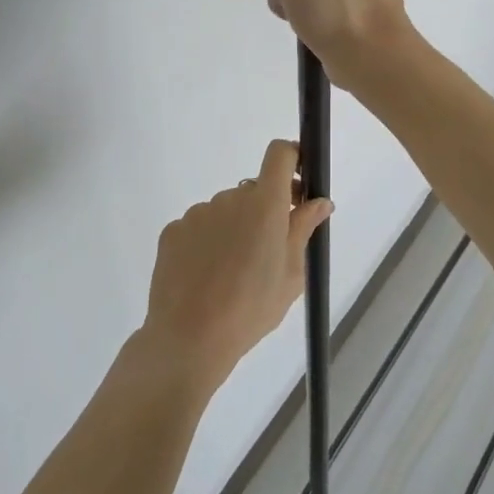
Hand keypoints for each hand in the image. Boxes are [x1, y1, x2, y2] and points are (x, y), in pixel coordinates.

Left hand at [139, 140, 332, 392]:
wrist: (189, 339)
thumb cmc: (252, 309)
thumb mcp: (291, 274)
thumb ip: (303, 229)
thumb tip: (320, 202)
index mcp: (265, 204)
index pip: (279, 154)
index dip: (292, 158)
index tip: (298, 182)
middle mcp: (230, 198)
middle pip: (254, 190)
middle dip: (266, 210)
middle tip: (269, 250)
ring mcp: (198, 213)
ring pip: (225, 210)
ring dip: (235, 228)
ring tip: (232, 272)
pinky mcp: (173, 230)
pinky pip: (199, 227)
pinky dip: (207, 242)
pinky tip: (206, 276)